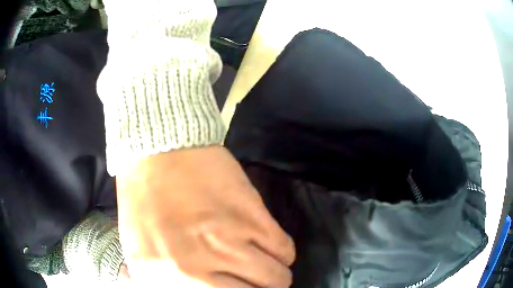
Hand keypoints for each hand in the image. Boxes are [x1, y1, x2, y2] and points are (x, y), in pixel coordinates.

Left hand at [116, 146, 294, 286]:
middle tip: (255, 282)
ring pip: (277, 277)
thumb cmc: (145, 201)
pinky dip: (281, 252)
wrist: (156, 151)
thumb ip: (162, 283)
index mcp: (166, 278)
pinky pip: (285, 250)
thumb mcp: (139, 253)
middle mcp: (197, 269)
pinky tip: (269, 245)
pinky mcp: (250, 217)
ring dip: (275, 275)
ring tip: (265, 265)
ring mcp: (227, 242)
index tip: (238, 287)